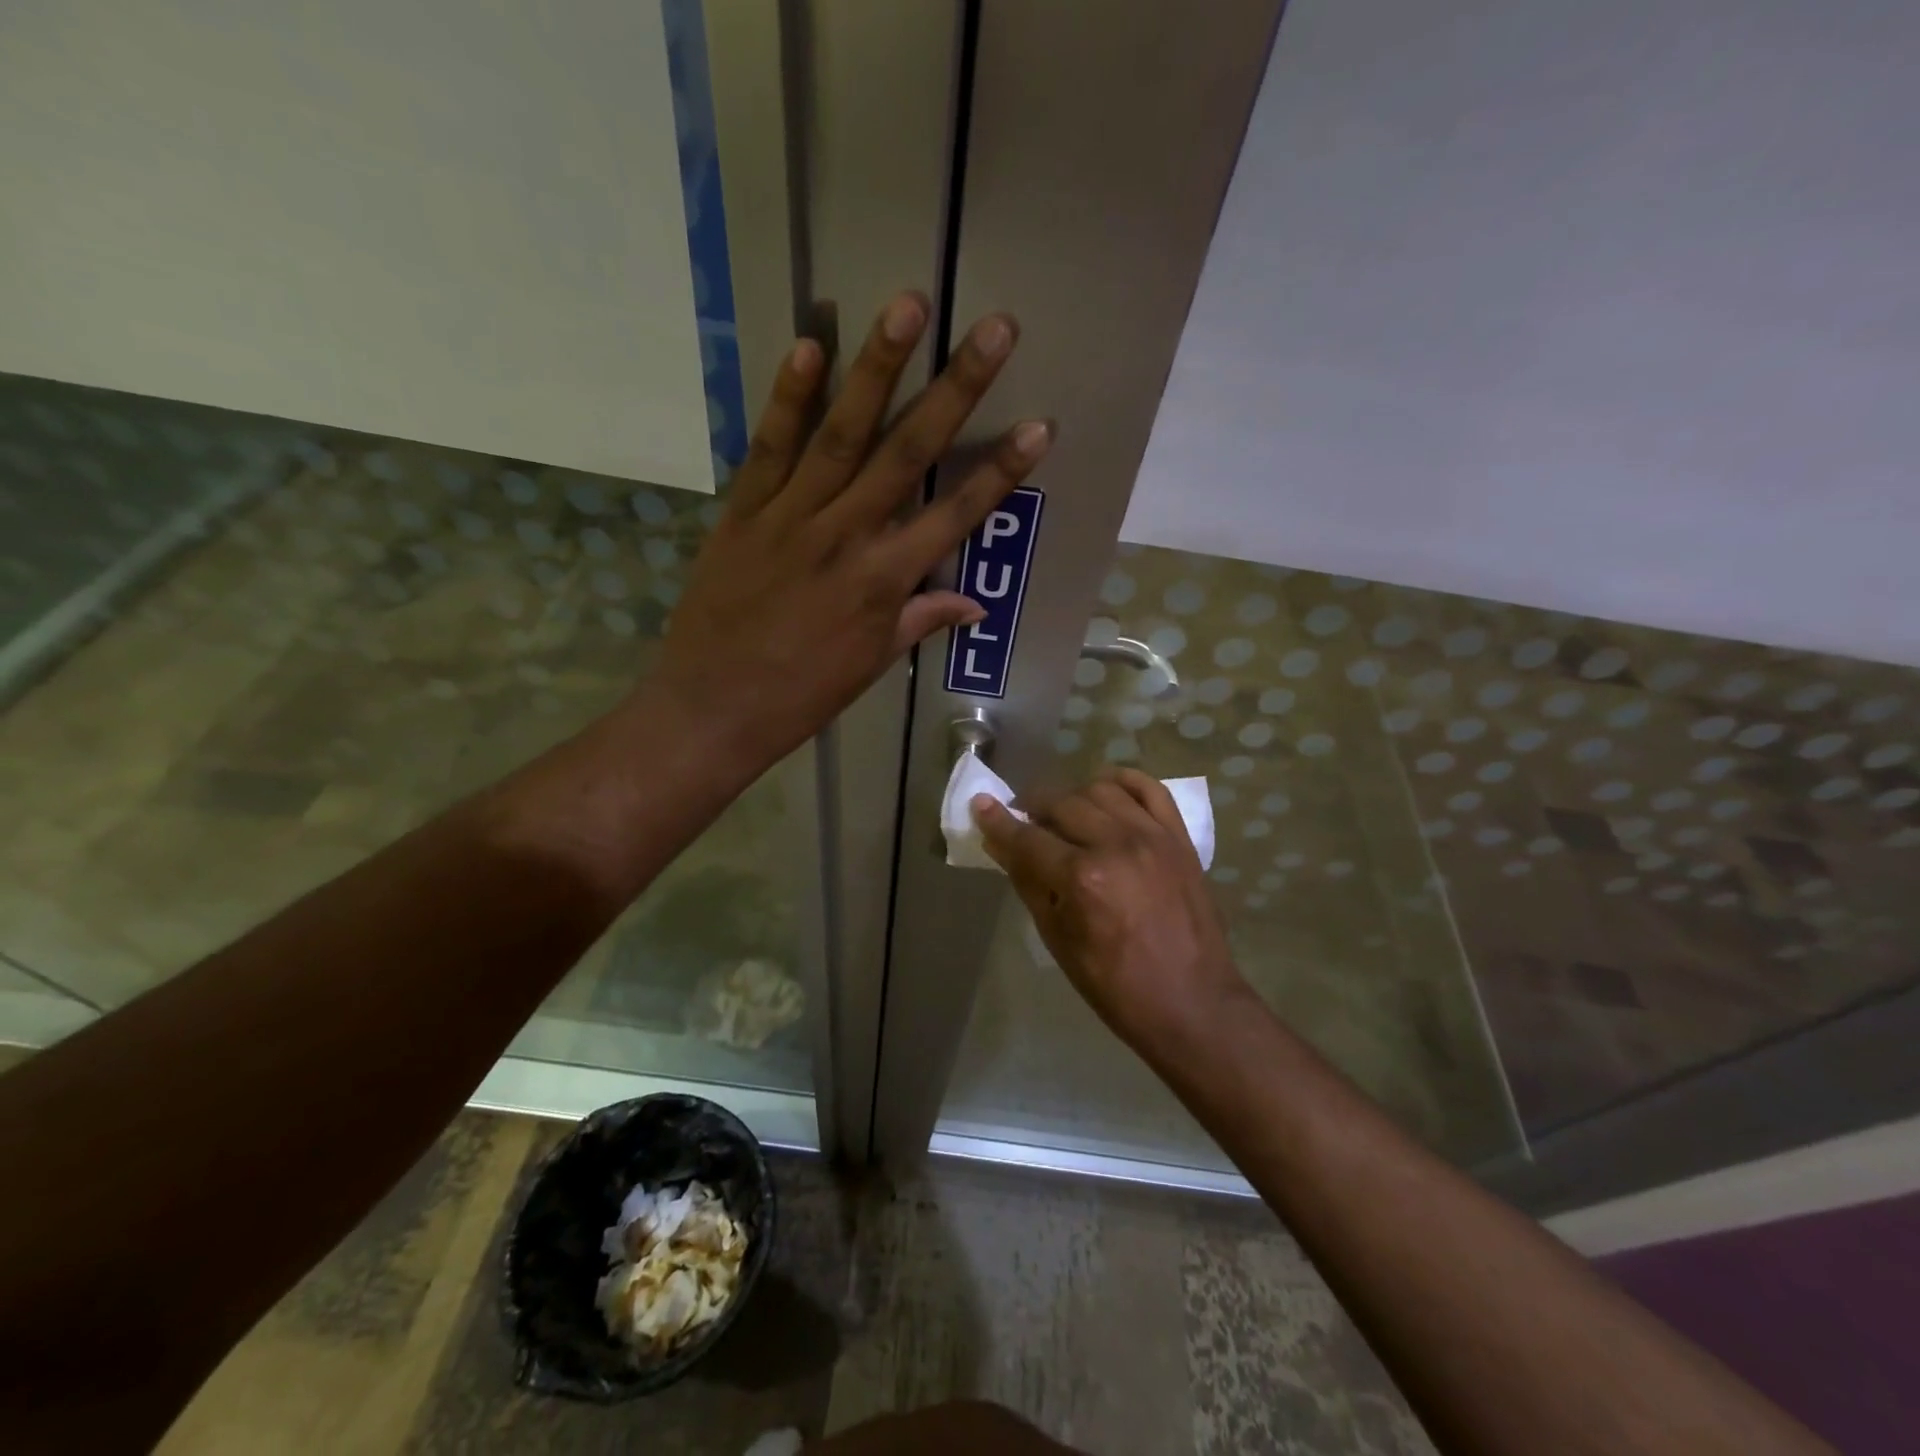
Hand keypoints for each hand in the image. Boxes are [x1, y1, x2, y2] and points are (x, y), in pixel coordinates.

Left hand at [651, 291, 1050, 769]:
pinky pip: (770, 447)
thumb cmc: (801, 696)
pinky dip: (789, 398)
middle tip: (995, 329)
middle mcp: (845, 537)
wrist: (712, 710)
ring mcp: (791, 518)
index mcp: (883, 582)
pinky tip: (811, 345)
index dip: (1001, 472)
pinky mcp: (743, 512)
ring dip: (877, 368)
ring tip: (907, 306)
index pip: (956, 517)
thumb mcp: (870, 665)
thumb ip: (919, 620)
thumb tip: (974, 603)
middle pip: (908, 454)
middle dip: (956, 390)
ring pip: (841, 434)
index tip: (1040, 426)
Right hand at [974, 768, 1250, 1059]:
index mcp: (1082, 878)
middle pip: (1061, 804)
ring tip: (1064, 816)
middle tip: (1024, 823)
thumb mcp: (1058, 939)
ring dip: (1073, 797)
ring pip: (1100, 790)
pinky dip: (1123, 782)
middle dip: (1033, 808)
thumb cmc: (1116, 985)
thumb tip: (1000, 844)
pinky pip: (1149, 788)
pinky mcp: (1179, 838)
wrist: (1192, 1003)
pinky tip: (1106, 792)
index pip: (1027, 837)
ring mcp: (1153, 836)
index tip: (980, 805)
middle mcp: (1116, 844)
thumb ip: (1028, 883)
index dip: (998, 821)